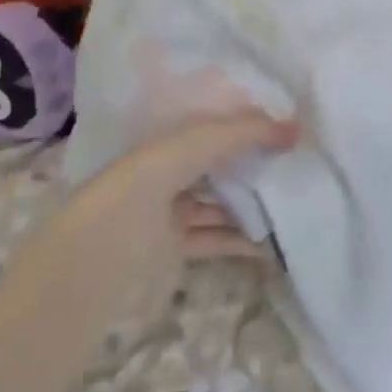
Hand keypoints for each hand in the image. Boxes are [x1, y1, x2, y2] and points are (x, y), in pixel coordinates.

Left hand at [59, 113, 295, 310]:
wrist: (88, 270)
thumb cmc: (134, 195)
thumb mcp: (184, 150)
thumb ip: (238, 134)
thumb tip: (294, 127)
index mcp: (163, 142)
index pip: (215, 124)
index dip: (250, 121)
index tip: (293, 124)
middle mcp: (166, 173)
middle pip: (221, 164)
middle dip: (256, 162)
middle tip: (303, 162)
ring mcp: (170, 214)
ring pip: (222, 203)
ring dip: (254, 204)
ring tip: (297, 201)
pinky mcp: (175, 251)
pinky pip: (217, 239)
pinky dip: (243, 240)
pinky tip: (274, 242)